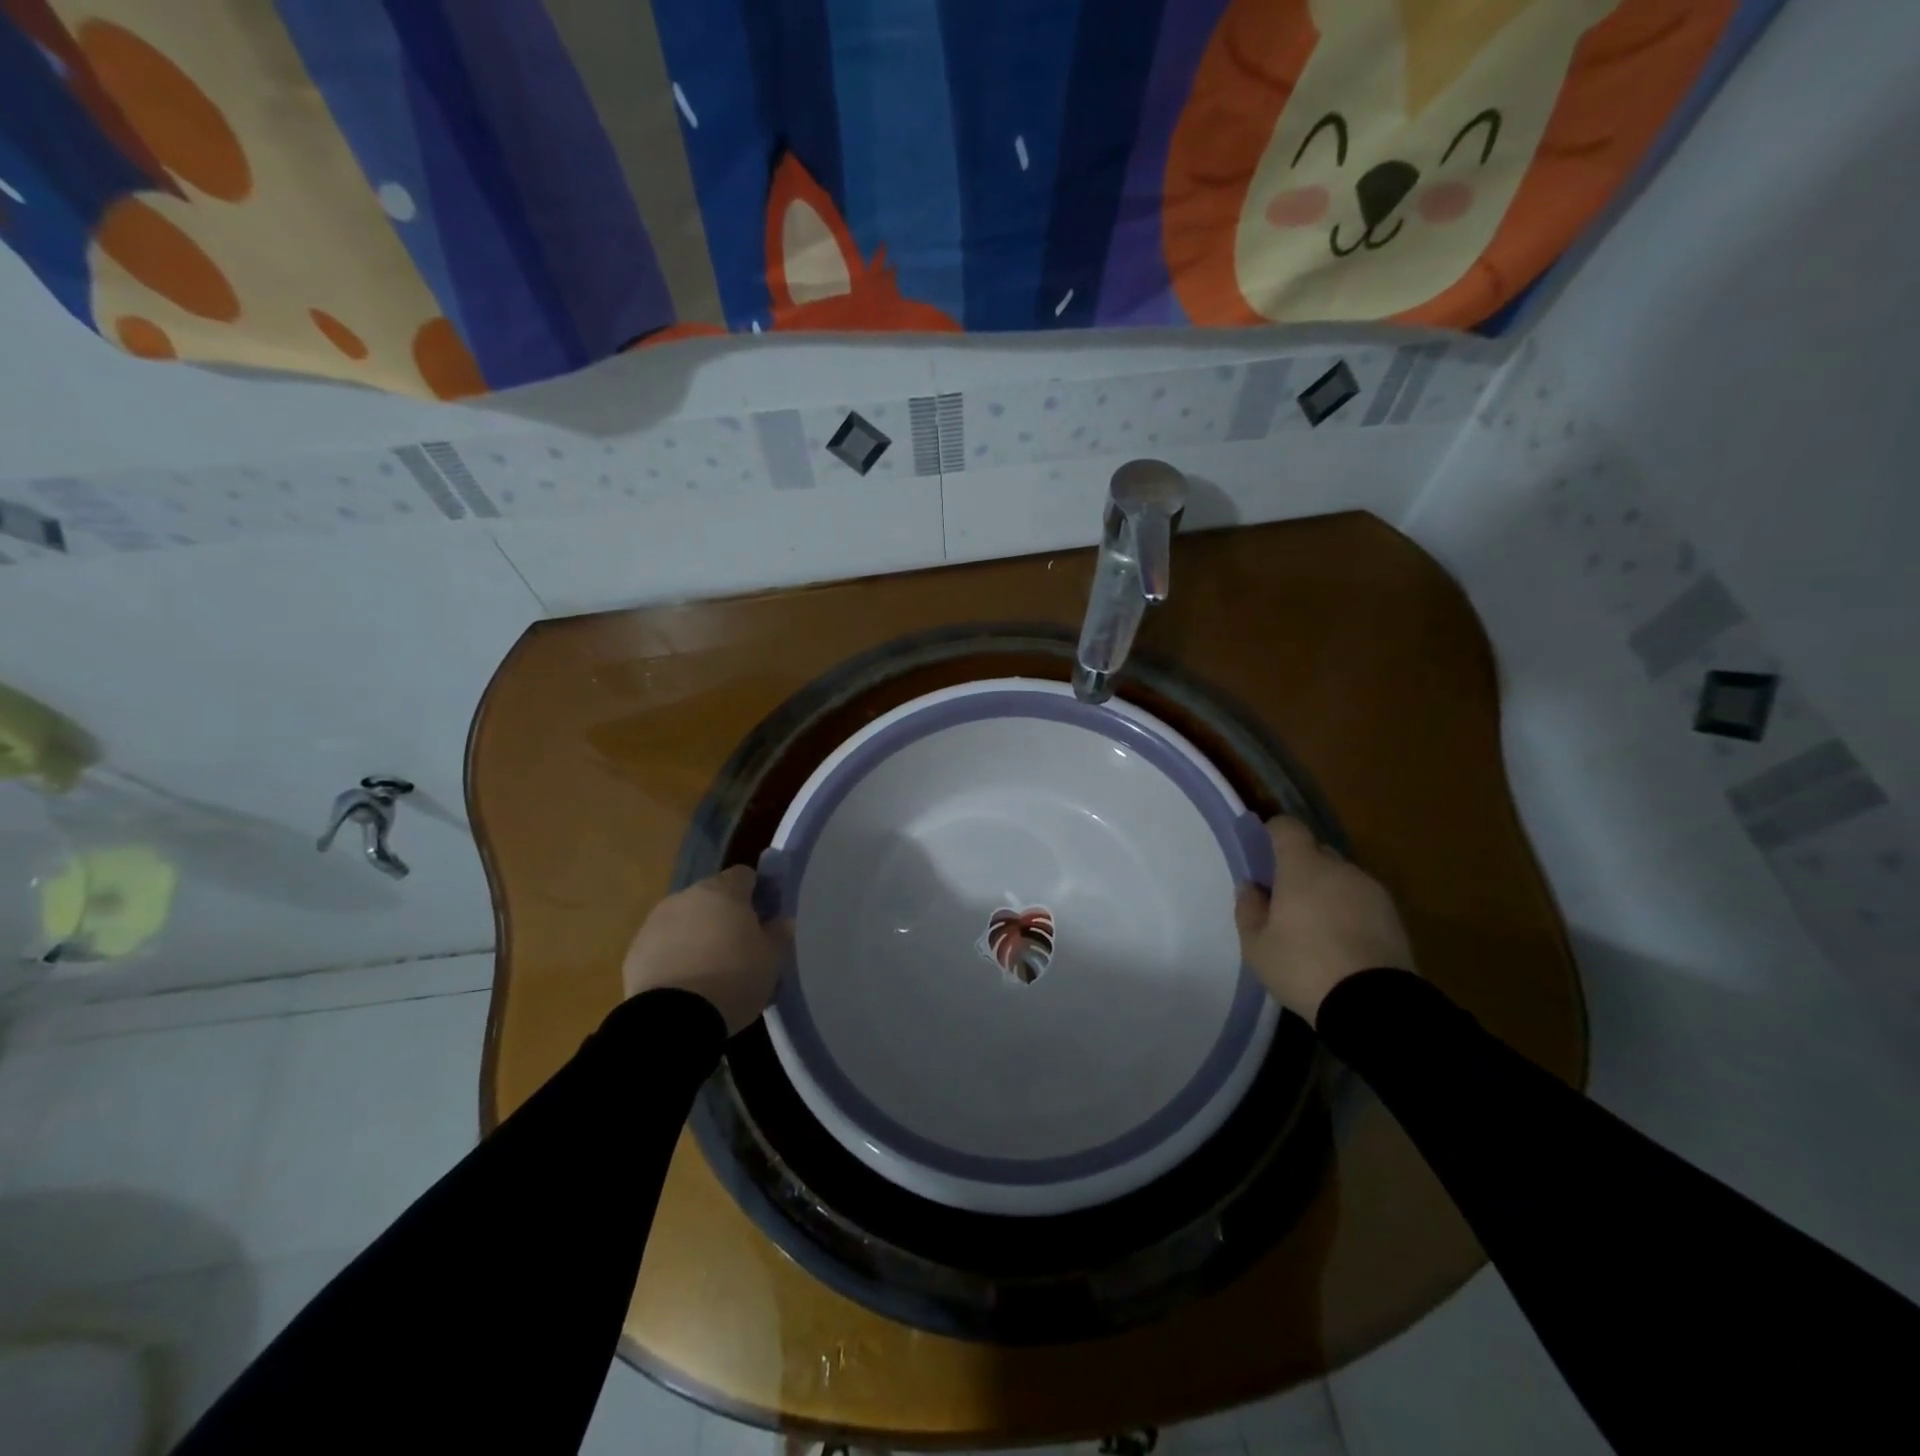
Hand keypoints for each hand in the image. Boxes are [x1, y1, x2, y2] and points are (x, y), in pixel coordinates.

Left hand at [622, 866, 786, 1035]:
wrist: (673, 1020)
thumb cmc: (733, 980)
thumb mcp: (772, 959)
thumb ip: (779, 933)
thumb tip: (780, 921)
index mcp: (723, 891)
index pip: (745, 875)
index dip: (758, 893)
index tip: (765, 917)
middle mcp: (687, 897)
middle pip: (712, 896)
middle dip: (725, 915)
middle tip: (740, 947)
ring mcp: (656, 922)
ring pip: (685, 920)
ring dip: (698, 934)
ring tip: (710, 969)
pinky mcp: (635, 950)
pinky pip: (663, 945)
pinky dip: (675, 955)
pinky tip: (686, 983)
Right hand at [1235, 817, 1415, 1025]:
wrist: (1373, 1005)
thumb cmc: (1303, 967)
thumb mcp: (1257, 946)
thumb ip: (1248, 909)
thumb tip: (1251, 887)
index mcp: (1303, 868)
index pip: (1288, 828)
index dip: (1273, 832)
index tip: (1261, 851)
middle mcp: (1340, 869)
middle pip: (1316, 852)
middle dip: (1300, 867)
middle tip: (1284, 898)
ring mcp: (1372, 891)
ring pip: (1341, 878)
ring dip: (1326, 891)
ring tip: (1315, 927)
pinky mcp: (1394, 917)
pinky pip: (1361, 901)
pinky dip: (1348, 911)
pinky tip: (1340, 943)